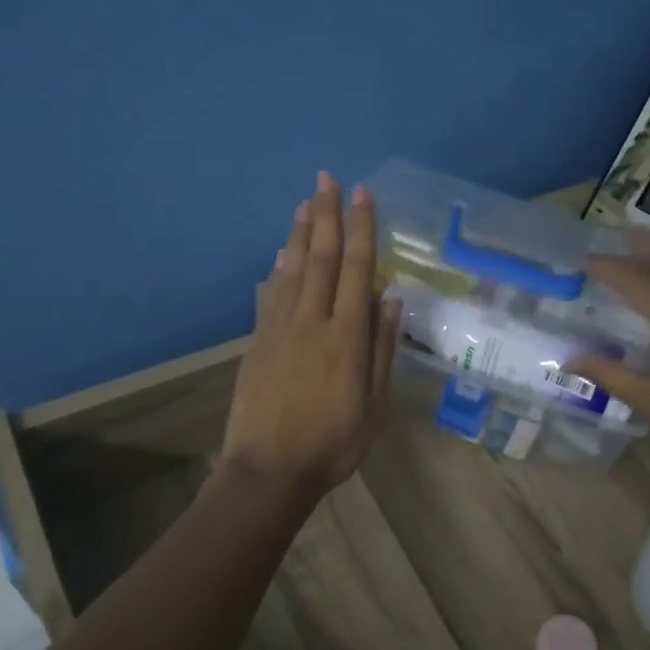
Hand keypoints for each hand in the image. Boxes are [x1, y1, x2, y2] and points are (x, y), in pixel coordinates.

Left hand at [220, 172, 398, 500]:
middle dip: (326, 215)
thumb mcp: (374, 406)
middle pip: (321, 258)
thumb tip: (390, 299)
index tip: (362, 195)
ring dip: (300, 232)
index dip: (360, 229)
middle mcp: (313, 322)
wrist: (269, 471)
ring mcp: (280, 330)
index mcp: (347, 338)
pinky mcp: (258, 342)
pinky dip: (278, 268)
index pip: (356, 270)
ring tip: (307, 201)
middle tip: (327, 178)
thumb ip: (382, 350)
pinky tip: (281, 251)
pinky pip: (270, 294)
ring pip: (293, 269)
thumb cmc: (332, 444)